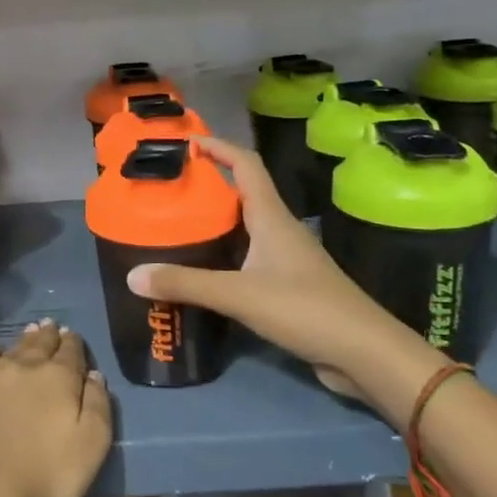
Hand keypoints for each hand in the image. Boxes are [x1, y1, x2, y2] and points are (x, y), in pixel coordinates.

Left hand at [0, 321, 112, 496]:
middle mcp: (22, 368)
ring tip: (26, 332)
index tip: (71, 334)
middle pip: (38, 345)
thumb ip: (97, 406)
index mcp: (58, 379)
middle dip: (46, 335)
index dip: (72, 343)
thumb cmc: (44, 476)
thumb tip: (94, 376)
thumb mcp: (91, 447)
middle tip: (49, 325)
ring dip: (20, 342)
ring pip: (8, 352)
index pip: (70, 352)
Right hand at [127, 135, 438, 414]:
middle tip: (168, 189)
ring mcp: (286, 258)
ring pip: (244, 227)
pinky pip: (248, 257)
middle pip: (241, 192)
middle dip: (207, 184)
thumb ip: (186, 284)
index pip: (245, 164)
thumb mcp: (239, 294)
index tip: (185, 142)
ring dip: (214, 221)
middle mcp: (279, 229)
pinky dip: (223, 254)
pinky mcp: (287, 285)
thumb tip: (132, 276)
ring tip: (175, 225)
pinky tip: (202, 270)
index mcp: (271, 217)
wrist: (364, 353)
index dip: (218, 146)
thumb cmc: (305, 309)